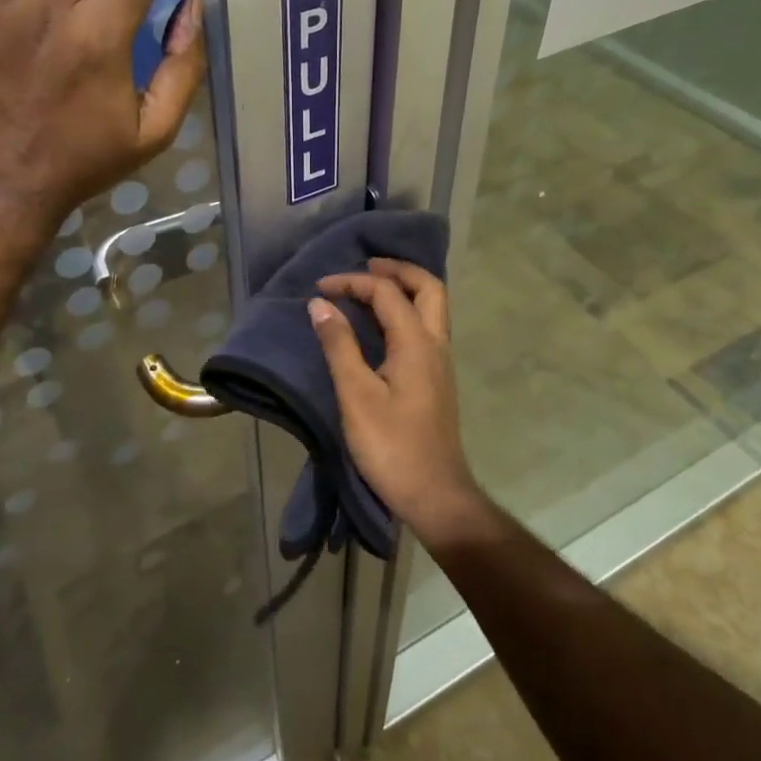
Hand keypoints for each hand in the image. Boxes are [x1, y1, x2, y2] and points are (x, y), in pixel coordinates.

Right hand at [306, 259, 492, 547]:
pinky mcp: (436, 379)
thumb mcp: (356, 396)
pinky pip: (426, 327)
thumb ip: (339, 346)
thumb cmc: (392, 446)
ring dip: (404, 289)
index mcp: (417, 343)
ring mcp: (441, 362)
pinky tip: (382, 325)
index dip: (353, 282)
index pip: (387, 293)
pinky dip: (405, 311)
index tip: (320, 288)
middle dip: (397, 270)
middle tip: (365, 266)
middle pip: (428, 287)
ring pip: (432, 307)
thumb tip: (321, 304)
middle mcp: (436, 344)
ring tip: (370, 288)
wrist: (435, 494)